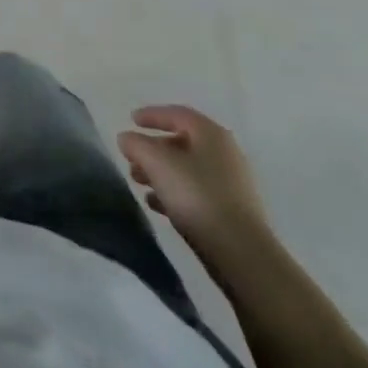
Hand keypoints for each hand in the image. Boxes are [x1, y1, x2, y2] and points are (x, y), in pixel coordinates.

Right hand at [119, 104, 271, 271]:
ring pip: (188, 169)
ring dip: (161, 172)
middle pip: (182, 142)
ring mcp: (232, 184)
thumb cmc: (197, 196)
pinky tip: (156, 205)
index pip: (177, 114)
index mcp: (211, 133)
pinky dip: (175, 193)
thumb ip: (137, 145)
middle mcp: (225, 153)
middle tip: (131, 158)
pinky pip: (197, 193)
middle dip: (153, 149)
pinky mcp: (232, 212)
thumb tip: (126, 138)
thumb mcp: (157, 164)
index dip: (152, 115)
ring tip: (138, 183)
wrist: (241, 253)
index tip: (131, 120)